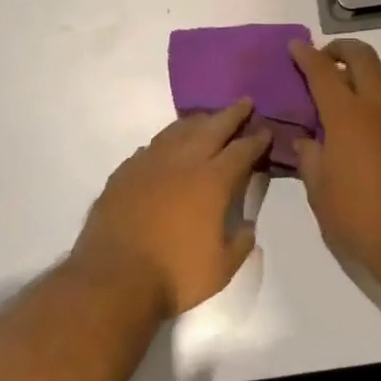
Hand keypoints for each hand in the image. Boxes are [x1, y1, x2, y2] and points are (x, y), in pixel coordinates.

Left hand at [73, 101, 270, 317]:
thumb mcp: (222, 268)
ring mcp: (150, 163)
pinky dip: (167, 140)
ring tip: (208, 118)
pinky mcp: (125, 172)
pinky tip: (169, 145)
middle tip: (244, 102)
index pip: (242, 150)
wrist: (114, 278)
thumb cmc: (175, 274)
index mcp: (213, 180)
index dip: (257, 139)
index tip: (266, 131)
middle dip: (232, 114)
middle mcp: (183, 161)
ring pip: (178, 130)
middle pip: (212, 127)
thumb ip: (240, 243)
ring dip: (198, 121)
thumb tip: (245, 226)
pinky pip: (152, 146)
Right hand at [289, 39, 380, 275]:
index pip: (323, 72)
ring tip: (355, 86)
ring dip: (370, 70)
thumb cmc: (359, 219)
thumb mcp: (319, 192)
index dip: (306, 55)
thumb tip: (307, 142)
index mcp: (347, 116)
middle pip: (364, 58)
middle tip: (326, 57)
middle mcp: (380, 107)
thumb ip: (310, 159)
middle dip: (342, 49)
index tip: (296, 45)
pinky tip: (378, 124)